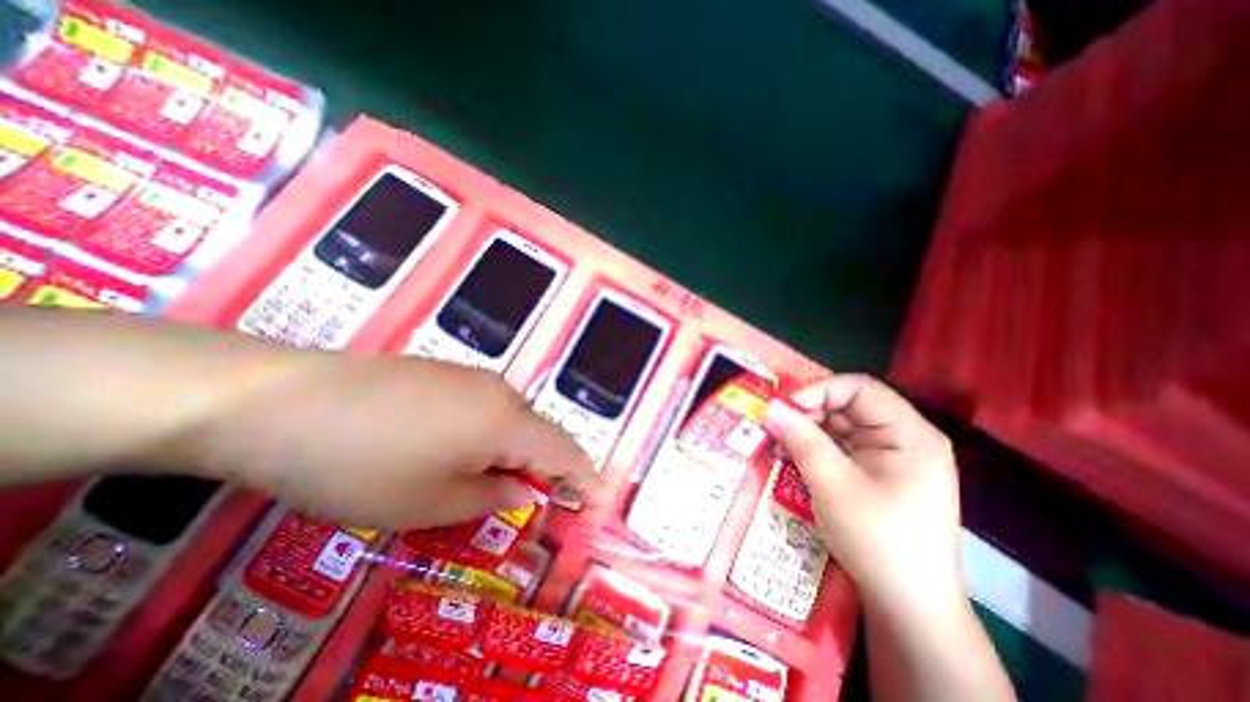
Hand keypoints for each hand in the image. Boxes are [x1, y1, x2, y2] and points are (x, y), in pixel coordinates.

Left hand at [187, 354, 596, 528]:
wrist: (279, 400)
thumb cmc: (361, 464)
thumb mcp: (430, 503)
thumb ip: (490, 497)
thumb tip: (522, 492)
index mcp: (506, 421)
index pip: (563, 450)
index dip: (584, 475)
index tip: (597, 498)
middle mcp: (500, 391)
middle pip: (539, 432)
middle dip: (545, 468)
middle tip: (535, 501)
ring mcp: (471, 377)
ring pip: (512, 419)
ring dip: (514, 451)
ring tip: (492, 482)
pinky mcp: (446, 373)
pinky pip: (486, 407)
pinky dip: (489, 434)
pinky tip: (457, 450)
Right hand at [762, 376, 958, 612]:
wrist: (908, 607)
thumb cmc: (877, 539)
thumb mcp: (832, 483)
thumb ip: (800, 439)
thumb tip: (769, 407)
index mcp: (909, 434)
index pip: (859, 389)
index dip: (818, 391)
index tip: (783, 408)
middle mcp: (903, 439)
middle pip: (847, 407)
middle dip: (807, 414)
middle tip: (773, 428)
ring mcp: (889, 458)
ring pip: (839, 428)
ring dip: (806, 433)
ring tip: (776, 445)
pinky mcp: (876, 474)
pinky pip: (840, 449)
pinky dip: (813, 450)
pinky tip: (791, 458)